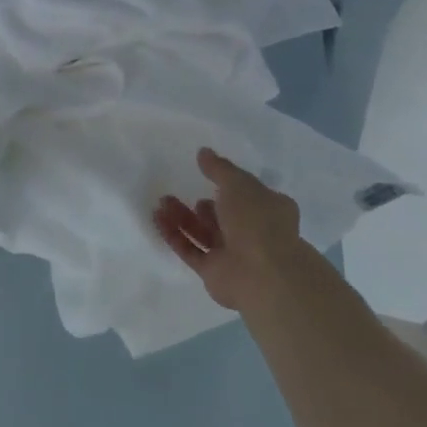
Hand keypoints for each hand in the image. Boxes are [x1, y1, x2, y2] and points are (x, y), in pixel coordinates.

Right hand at [154, 147, 311, 311]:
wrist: (261, 274)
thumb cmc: (256, 221)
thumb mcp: (238, 183)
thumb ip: (219, 168)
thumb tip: (203, 152)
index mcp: (269, 210)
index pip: (248, 195)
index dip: (228, 185)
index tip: (206, 174)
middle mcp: (253, 232)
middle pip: (222, 216)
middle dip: (200, 204)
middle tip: (176, 190)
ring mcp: (233, 255)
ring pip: (204, 233)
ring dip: (183, 217)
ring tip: (162, 202)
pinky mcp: (214, 272)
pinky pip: (190, 250)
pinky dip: (174, 235)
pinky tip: (157, 219)